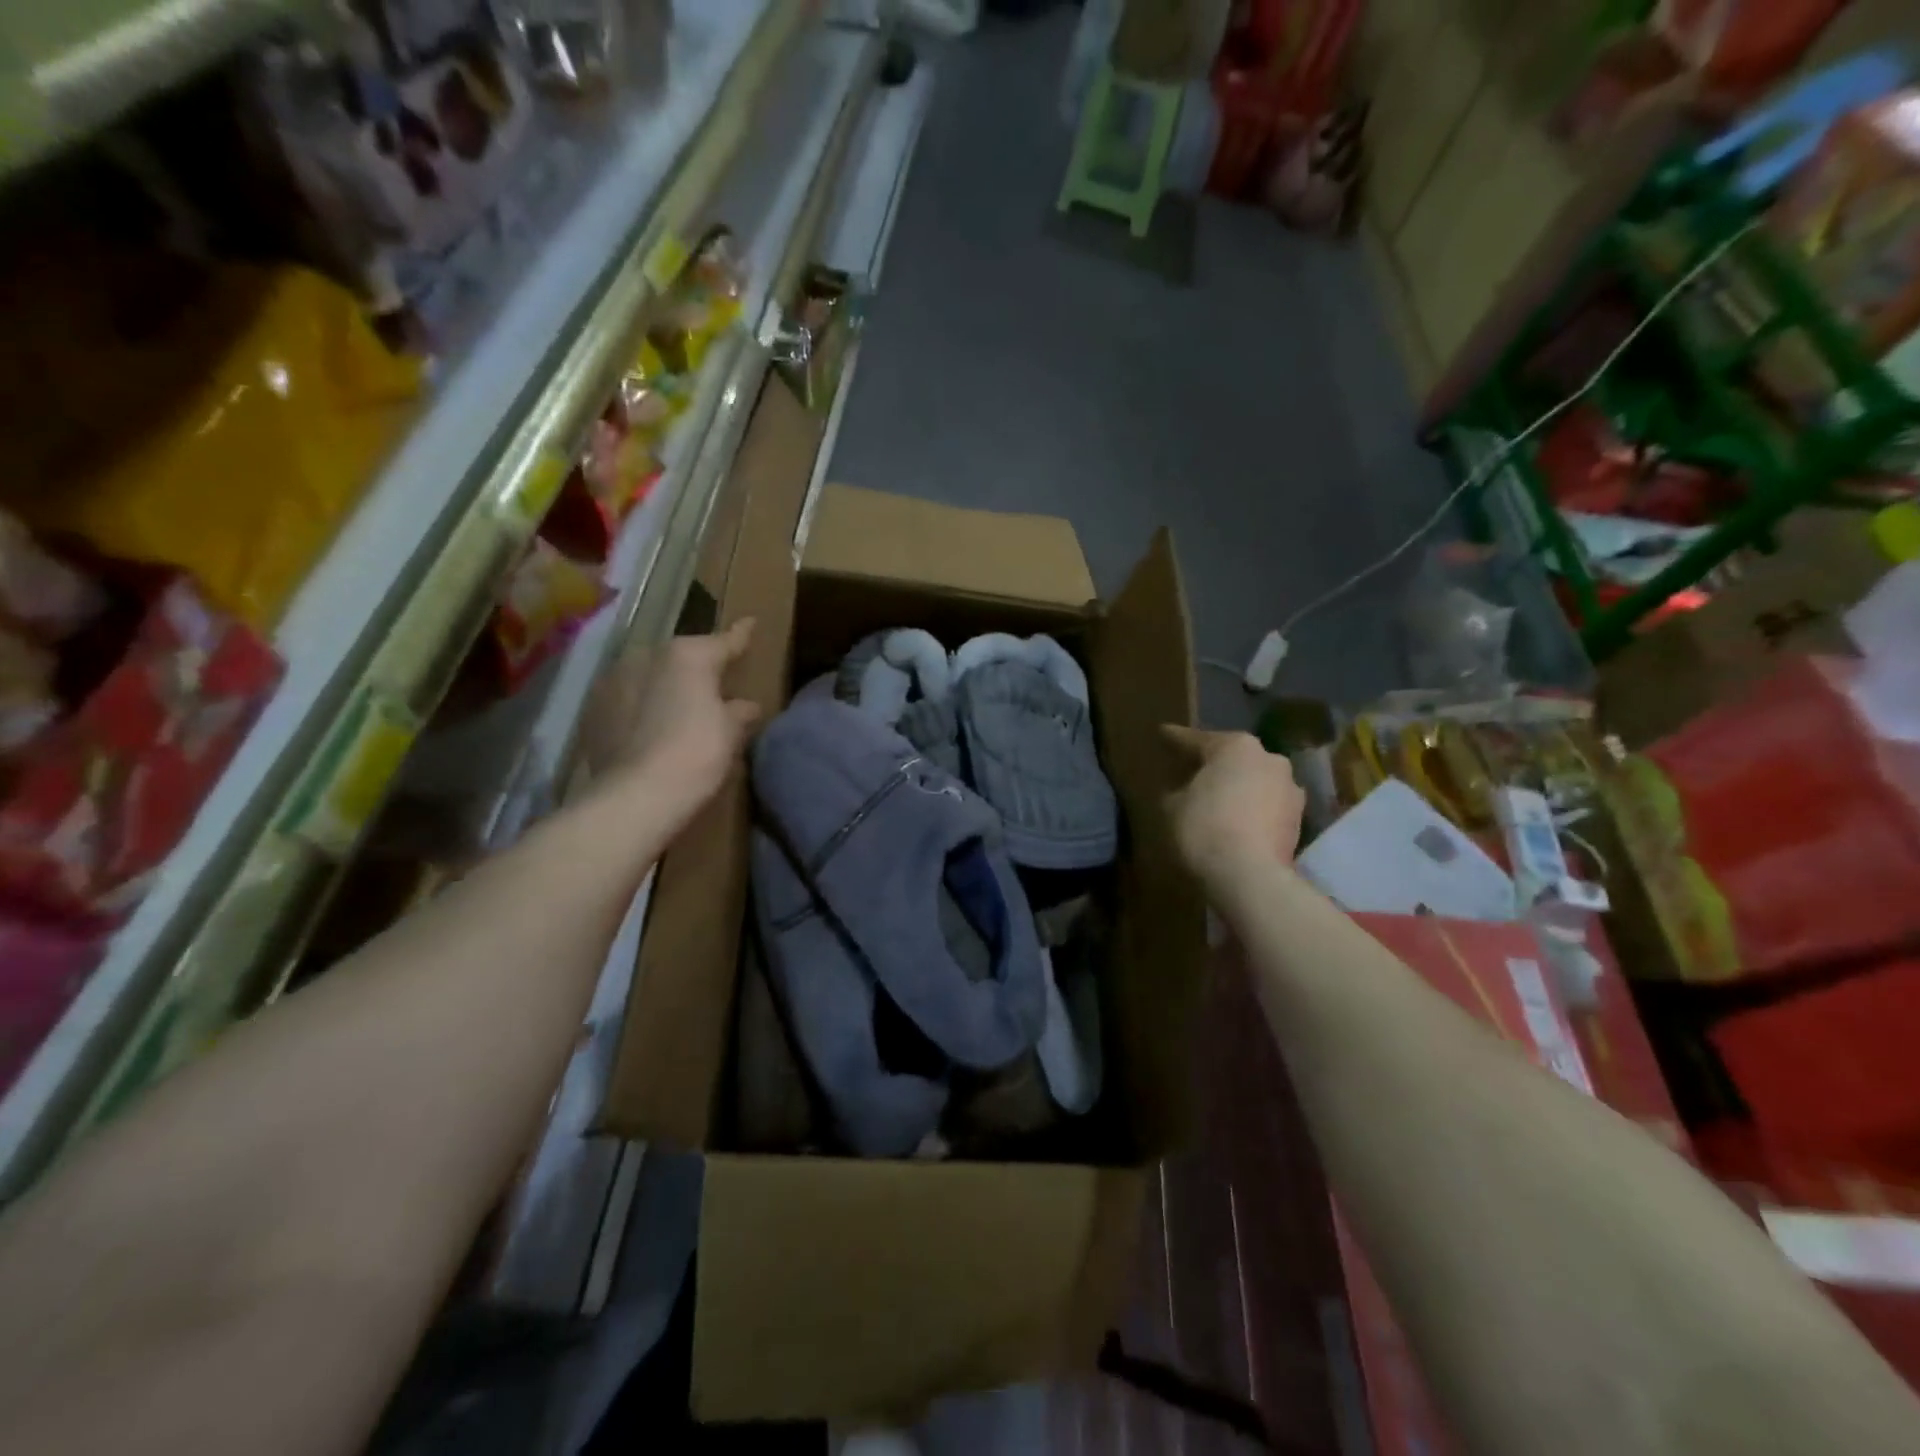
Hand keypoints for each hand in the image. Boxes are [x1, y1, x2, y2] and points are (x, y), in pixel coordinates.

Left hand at [585, 619, 760, 828]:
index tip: (749, 623)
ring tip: (678, 709)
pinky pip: (627, 700)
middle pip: (680, 658)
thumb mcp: (730, 733)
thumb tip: (746, 706)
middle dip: (696, 669)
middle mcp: (646, 656)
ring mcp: (613, 681)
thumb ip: (739, 712)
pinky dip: (640, 708)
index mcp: (687, 656)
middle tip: (713, 687)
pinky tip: (650, 728)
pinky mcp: (593, 710)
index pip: (723, 642)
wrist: (636, 795)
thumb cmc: (696, 754)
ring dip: (664, 687)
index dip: (740, 636)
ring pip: (649, 676)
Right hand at [1162, 726, 1304, 889]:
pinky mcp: (1299, 820)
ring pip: (1254, 782)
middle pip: (1232, 758)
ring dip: (1236, 789)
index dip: (1175, 739)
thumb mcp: (1171, 806)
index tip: (1162, 734)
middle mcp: (1269, 759)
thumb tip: (1181, 790)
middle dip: (1212, 764)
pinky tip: (1235, 823)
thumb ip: (1175, 790)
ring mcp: (1290, 790)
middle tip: (1189, 771)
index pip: (1196, 739)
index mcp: (1236, 746)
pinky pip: (1265, 807)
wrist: (1250, 877)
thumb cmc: (1204, 829)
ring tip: (1215, 802)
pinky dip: (1250, 811)